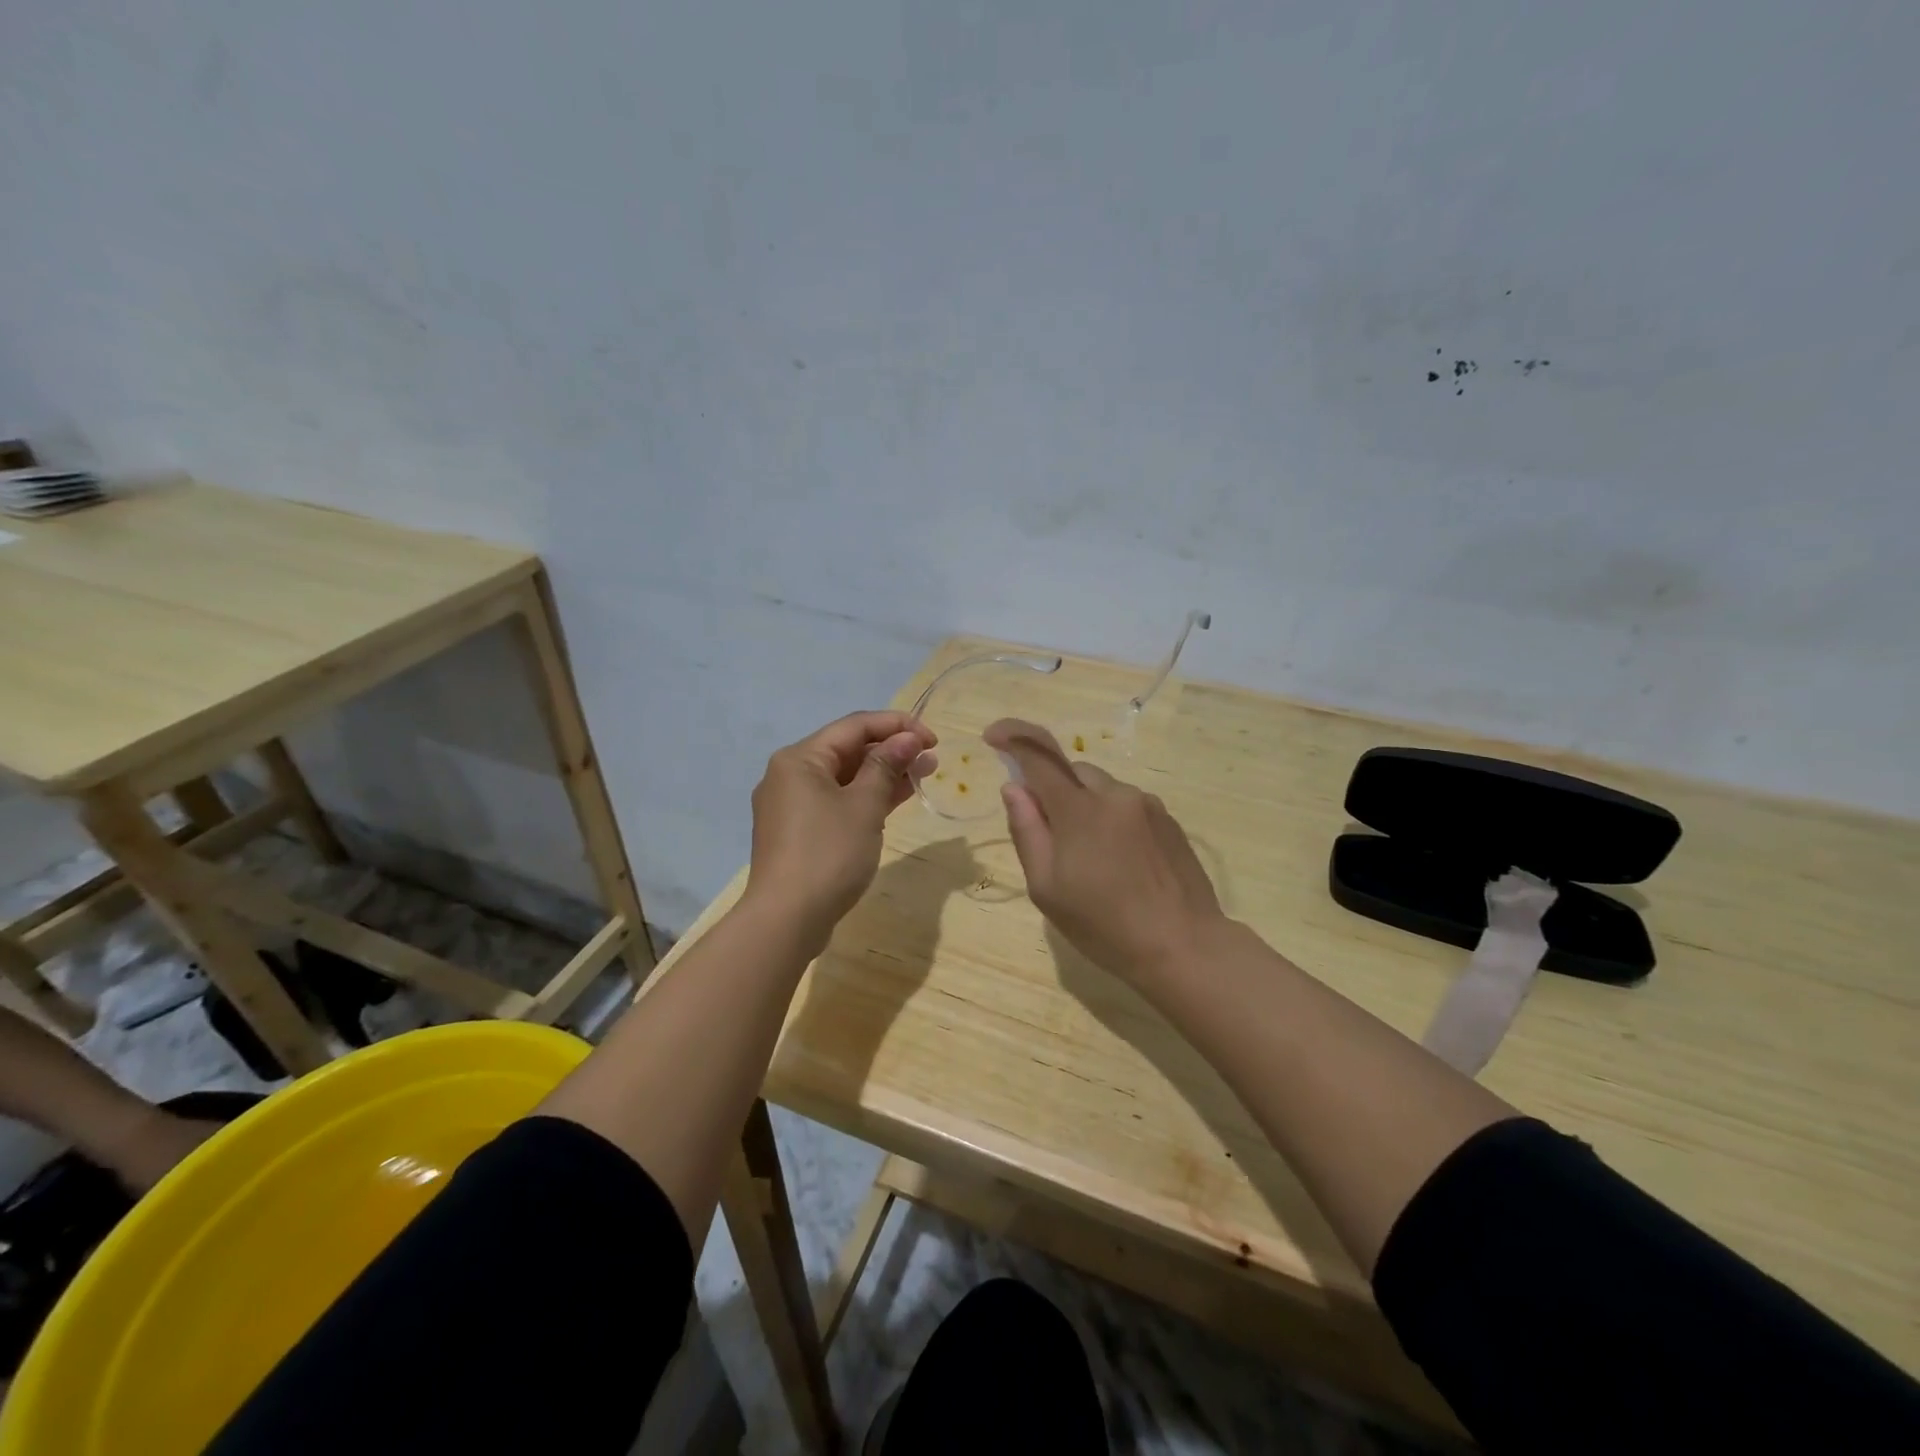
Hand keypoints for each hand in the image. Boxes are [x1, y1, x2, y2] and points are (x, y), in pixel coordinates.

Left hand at [743, 711, 935, 949]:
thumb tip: (907, 739)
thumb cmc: (827, 854)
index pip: (854, 726)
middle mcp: (790, 775)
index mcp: (799, 759)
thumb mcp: (864, 806)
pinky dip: (866, 798)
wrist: (786, 920)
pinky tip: (896, 799)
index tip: (933, 738)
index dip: (897, 725)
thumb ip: (886, 766)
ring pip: (844, 778)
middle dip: (892, 750)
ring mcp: (792, 806)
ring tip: (923, 774)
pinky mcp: (799, 832)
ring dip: (883, 774)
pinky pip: (837, 802)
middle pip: (848, 750)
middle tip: (931, 759)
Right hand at [986, 718, 1224, 986]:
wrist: (1184, 946)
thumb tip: (1014, 789)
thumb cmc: (1104, 926)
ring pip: (1102, 789)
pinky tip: (1120, 863)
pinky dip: (1112, 820)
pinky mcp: (1169, 820)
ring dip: (1085, 807)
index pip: (1039, 755)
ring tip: (1091, 860)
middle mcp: (1115, 794)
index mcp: (1079, 810)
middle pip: (1072, 771)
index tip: (993, 736)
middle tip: (1050, 837)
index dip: (1013, 737)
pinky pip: (1128, 806)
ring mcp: (1147, 805)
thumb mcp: (1047, 888)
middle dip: (1053, 790)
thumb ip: (1027, 831)